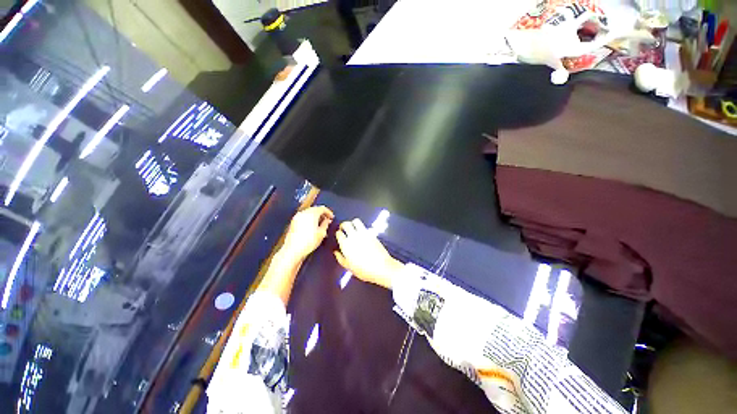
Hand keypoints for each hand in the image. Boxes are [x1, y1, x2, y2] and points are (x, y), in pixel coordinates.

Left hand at [281, 206, 333, 260]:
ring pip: (309, 212)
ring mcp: (297, 217)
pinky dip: (309, 219)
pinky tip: (312, 226)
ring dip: (315, 216)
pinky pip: (304, 217)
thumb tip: (327, 220)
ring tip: (320, 223)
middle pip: (315, 209)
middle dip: (322, 213)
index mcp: (312, 213)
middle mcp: (304, 213)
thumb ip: (325, 224)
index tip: (332, 217)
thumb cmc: (309, 242)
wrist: (293, 250)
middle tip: (327, 220)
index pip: (322, 208)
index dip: (328, 212)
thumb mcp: (321, 233)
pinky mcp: (293, 222)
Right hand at [334, 219, 402, 288]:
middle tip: (344, 229)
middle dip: (343, 225)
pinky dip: (362, 227)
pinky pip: (365, 226)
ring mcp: (363, 233)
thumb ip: (341, 258)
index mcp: (346, 245)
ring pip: (356, 221)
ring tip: (353, 228)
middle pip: (346, 224)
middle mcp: (353, 236)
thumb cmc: (364, 270)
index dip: (338, 234)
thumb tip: (336, 252)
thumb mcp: (349, 267)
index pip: (339, 233)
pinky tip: (362, 233)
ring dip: (353, 223)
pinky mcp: (372, 233)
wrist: (381, 267)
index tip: (339, 236)